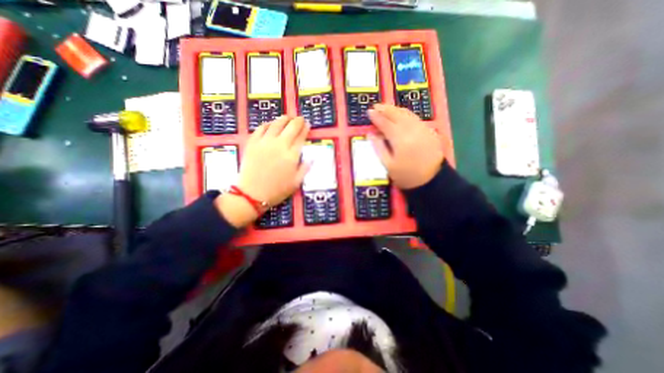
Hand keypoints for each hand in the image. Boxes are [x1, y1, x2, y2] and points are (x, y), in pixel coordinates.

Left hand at [218, 116, 311, 226]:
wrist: (252, 194)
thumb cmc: (277, 190)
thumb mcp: (296, 183)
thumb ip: (305, 168)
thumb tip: (313, 157)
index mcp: (291, 155)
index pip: (301, 137)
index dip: (305, 129)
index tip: (308, 124)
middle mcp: (279, 145)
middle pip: (290, 127)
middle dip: (297, 121)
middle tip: (300, 119)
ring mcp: (265, 142)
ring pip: (276, 124)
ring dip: (284, 119)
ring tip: (288, 117)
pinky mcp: (253, 143)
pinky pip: (261, 128)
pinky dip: (267, 124)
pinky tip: (271, 124)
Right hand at [365, 103, 442, 188]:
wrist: (431, 180)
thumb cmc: (406, 175)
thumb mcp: (388, 165)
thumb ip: (379, 147)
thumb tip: (371, 134)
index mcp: (400, 139)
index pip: (386, 124)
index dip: (377, 117)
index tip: (369, 112)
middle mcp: (411, 130)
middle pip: (397, 115)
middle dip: (386, 109)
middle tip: (376, 106)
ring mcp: (422, 129)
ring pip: (407, 114)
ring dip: (395, 109)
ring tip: (386, 108)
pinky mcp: (428, 131)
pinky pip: (415, 118)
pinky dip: (405, 114)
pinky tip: (401, 115)